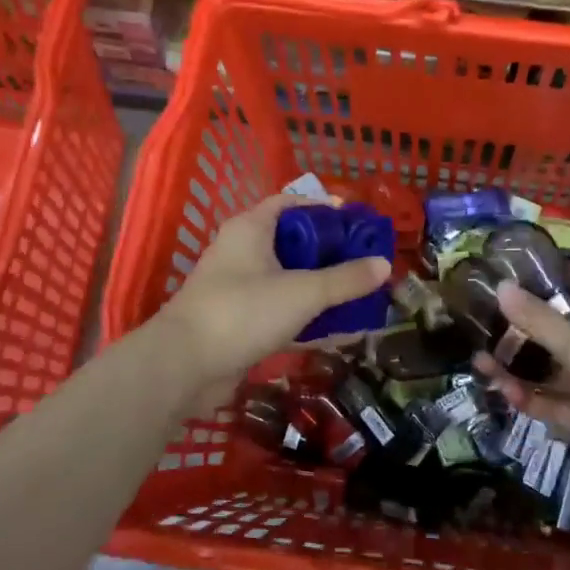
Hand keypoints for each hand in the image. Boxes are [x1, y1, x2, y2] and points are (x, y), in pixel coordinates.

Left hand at [155, 192, 390, 398]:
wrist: (184, 366)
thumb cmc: (243, 311)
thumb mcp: (302, 292)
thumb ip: (345, 280)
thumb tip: (384, 264)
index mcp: (251, 228)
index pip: (290, 203)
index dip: (323, 208)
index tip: (356, 222)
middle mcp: (242, 251)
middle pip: (292, 242)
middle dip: (329, 252)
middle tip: (364, 261)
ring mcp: (238, 288)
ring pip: (287, 279)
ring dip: (320, 287)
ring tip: (359, 295)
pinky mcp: (239, 321)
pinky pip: (280, 310)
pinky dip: (306, 317)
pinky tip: (338, 330)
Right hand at [474, 264, 569, 513]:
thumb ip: (544, 323)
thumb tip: (501, 287)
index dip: (547, 273)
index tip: (504, 269)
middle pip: (562, 326)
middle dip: (523, 323)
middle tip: (477, 318)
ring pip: (554, 367)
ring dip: (520, 364)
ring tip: (478, 357)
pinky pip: (557, 403)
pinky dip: (531, 398)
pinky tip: (502, 392)